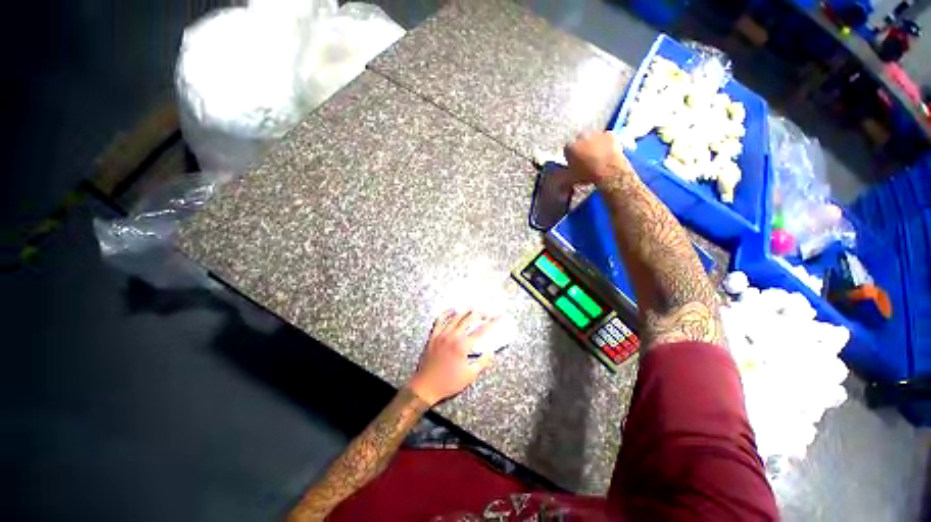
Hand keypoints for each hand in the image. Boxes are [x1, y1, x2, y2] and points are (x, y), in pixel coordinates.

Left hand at [407, 311, 498, 405]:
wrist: (425, 386)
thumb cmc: (448, 383)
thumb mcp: (470, 375)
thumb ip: (482, 362)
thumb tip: (491, 352)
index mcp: (463, 345)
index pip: (481, 330)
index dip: (492, 322)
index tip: (498, 317)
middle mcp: (453, 336)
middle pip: (469, 318)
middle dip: (480, 314)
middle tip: (486, 313)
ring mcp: (441, 334)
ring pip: (455, 316)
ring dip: (466, 311)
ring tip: (473, 309)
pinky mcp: (433, 336)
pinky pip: (439, 319)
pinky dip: (446, 313)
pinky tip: (452, 310)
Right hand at [562, 131, 635, 187]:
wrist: (609, 172)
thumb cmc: (587, 175)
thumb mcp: (571, 179)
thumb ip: (563, 178)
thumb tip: (559, 182)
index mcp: (569, 147)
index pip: (567, 150)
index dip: (571, 157)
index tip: (575, 164)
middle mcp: (582, 136)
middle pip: (580, 140)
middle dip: (582, 147)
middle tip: (586, 159)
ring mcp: (597, 133)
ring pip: (593, 137)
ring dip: (594, 143)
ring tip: (598, 156)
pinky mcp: (610, 134)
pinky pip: (607, 137)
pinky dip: (606, 142)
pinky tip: (608, 152)